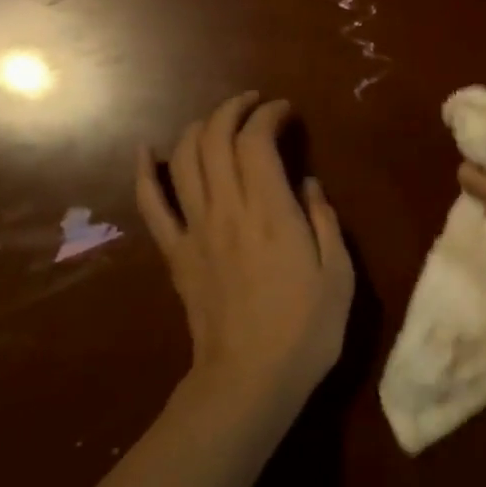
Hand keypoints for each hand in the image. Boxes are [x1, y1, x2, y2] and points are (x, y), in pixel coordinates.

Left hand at [135, 92, 353, 411]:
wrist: (249, 381)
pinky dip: (146, 172)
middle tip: (255, 105)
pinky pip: (152, 205)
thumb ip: (324, 221)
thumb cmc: (306, 330)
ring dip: (200, 128)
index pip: (257, 141)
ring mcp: (195, 230)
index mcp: (271, 212)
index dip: (268, 115)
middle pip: (216, 139)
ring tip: (221, 120)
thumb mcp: (339, 274)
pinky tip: (147, 150)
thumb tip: (307, 183)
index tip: (285, 111)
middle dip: (234, 110)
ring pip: (185, 160)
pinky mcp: (175, 254)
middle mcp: (228, 210)